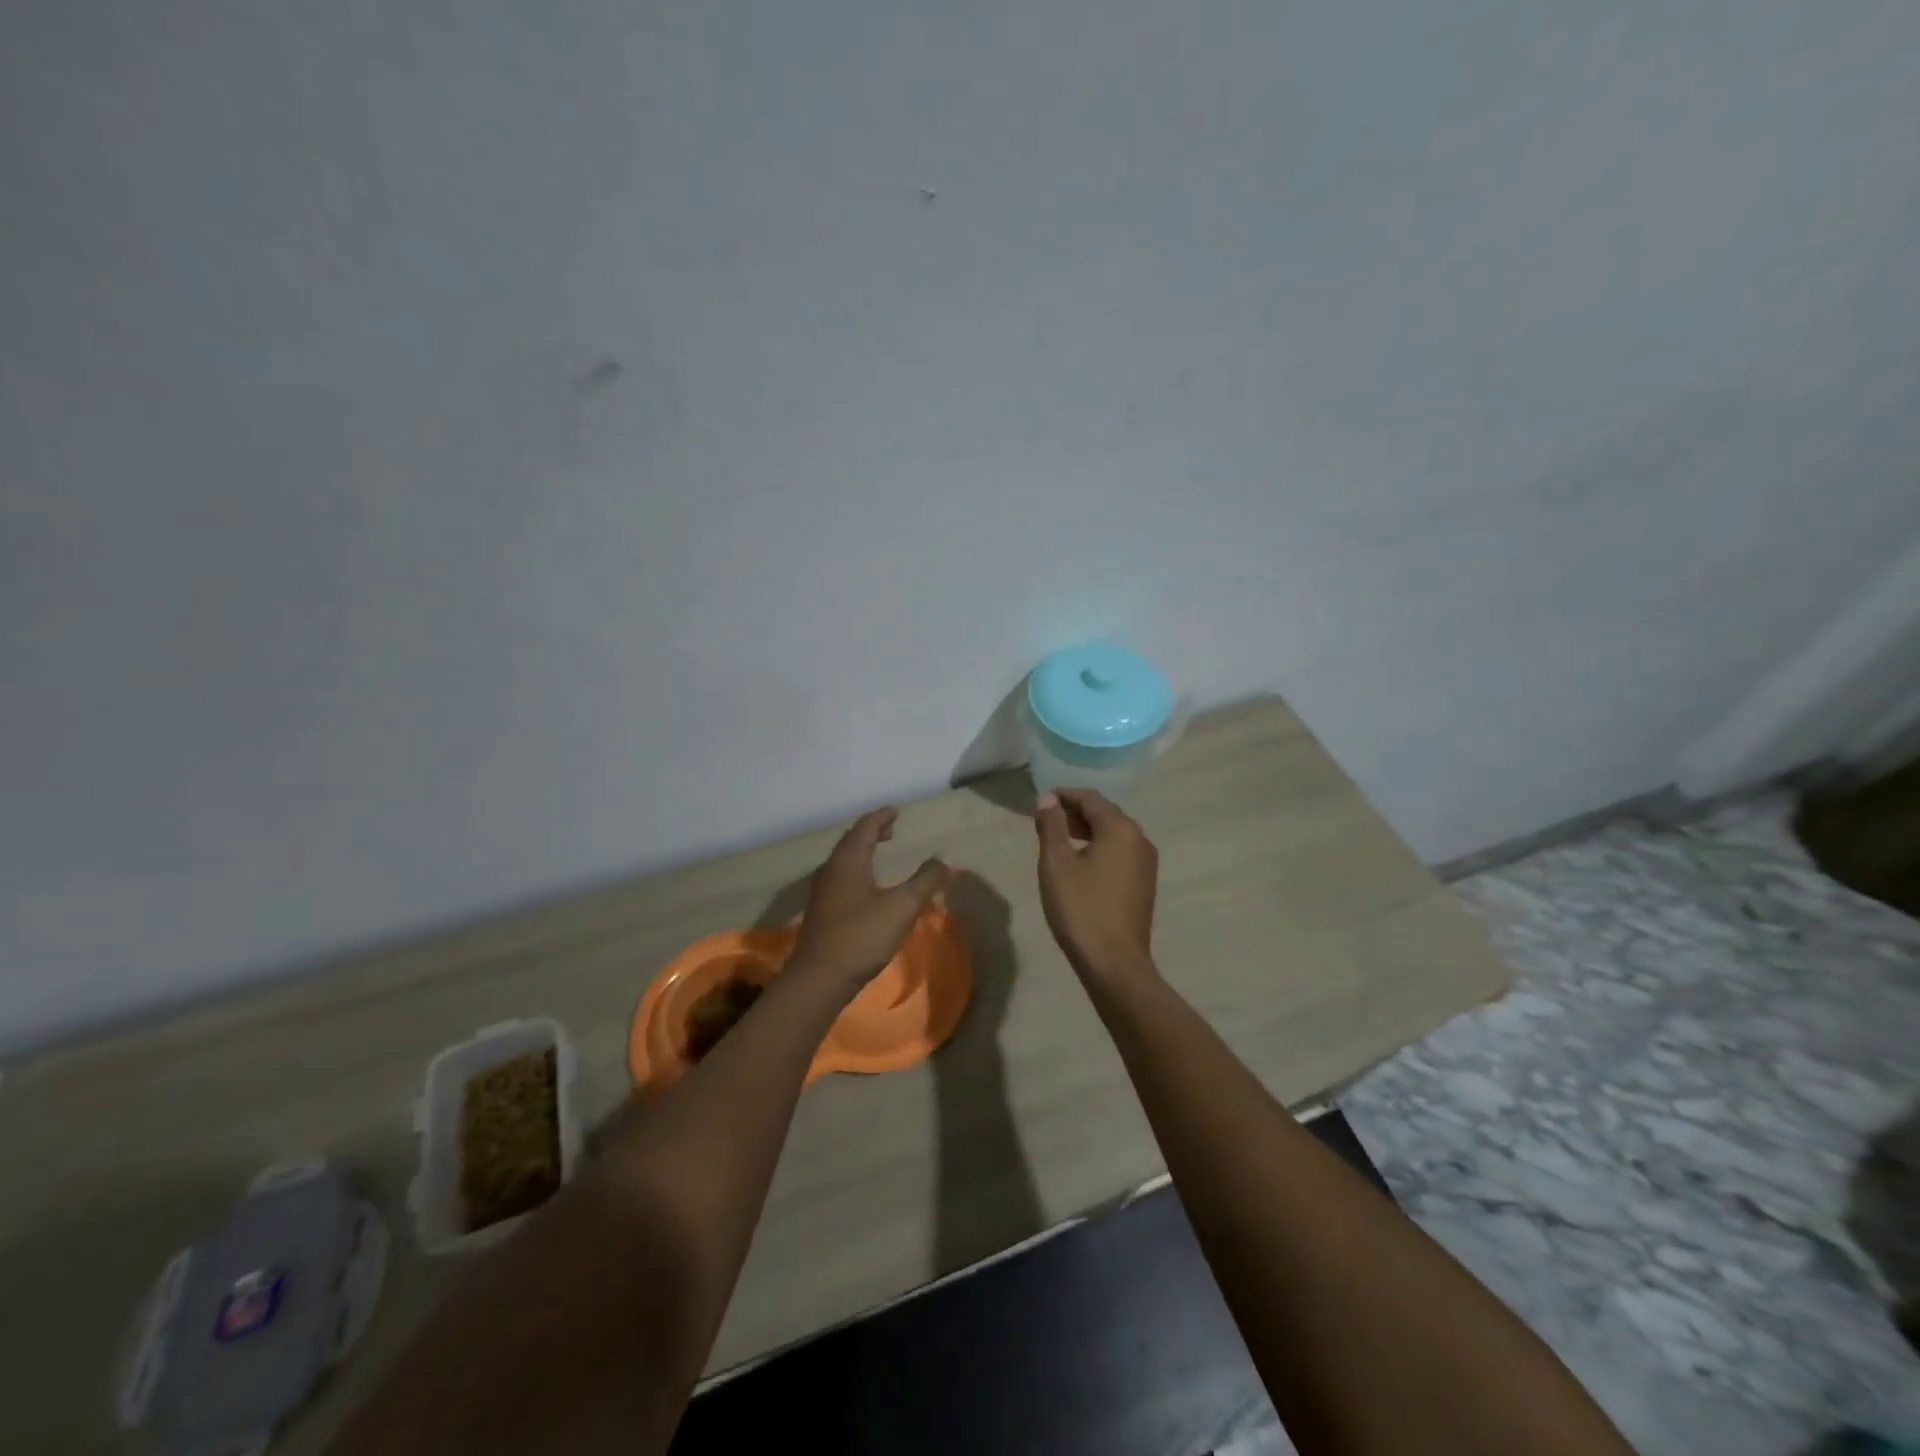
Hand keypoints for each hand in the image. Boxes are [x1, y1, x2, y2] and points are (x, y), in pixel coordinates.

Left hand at [791, 808, 952, 988]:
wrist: (819, 979)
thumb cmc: (861, 936)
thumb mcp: (902, 907)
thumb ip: (925, 881)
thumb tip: (943, 861)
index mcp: (848, 860)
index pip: (865, 827)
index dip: (881, 817)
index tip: (896, 811)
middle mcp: (831, 870)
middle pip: (851, 841)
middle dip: (871, 832)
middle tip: (891, 830)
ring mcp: (822, 892)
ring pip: (843, 861)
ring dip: (862, 852)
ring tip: (880, 854)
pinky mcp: (821, 912)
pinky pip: (840, 878)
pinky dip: (857, 870)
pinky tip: (867, 888)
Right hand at [1034, 789, 1158, 980]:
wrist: (1114, 962)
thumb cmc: (1081, 908)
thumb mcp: (1056, 864)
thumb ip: (1052, 826)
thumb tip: (1049, 799)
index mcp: (1120, 829)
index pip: (1090, 798)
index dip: (1064, 795)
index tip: (1040, 800)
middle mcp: (1139, 839)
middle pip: (1105, 814)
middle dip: (1075, 812)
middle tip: (1046, 819)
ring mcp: (1146, 863)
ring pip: (1114, 834)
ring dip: (1087, 830)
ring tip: (1058, 839)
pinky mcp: (1144, 883)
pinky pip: (1120, 852)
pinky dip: (1099, 847)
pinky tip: (1080, 862)